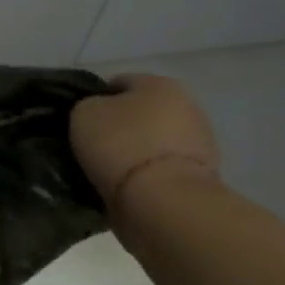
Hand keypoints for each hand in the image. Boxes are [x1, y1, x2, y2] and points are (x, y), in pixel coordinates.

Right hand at [70, 74, 219, 215]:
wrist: (163, 202)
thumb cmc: (121, 145)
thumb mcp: (84, 112)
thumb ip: (90, 106)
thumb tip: (99, 115)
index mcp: (160, 84)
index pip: (119, 83)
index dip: (95, 99)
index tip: (80, 120)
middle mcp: (188, 106)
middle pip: (143, 113)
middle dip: (122, 126)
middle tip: (95, 144)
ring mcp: (202, 144)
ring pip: (155, 141)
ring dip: (137, 152)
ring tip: (110, 170)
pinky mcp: (204, 178)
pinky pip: (164, 168)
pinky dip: (149, 175)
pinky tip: (129, 186)